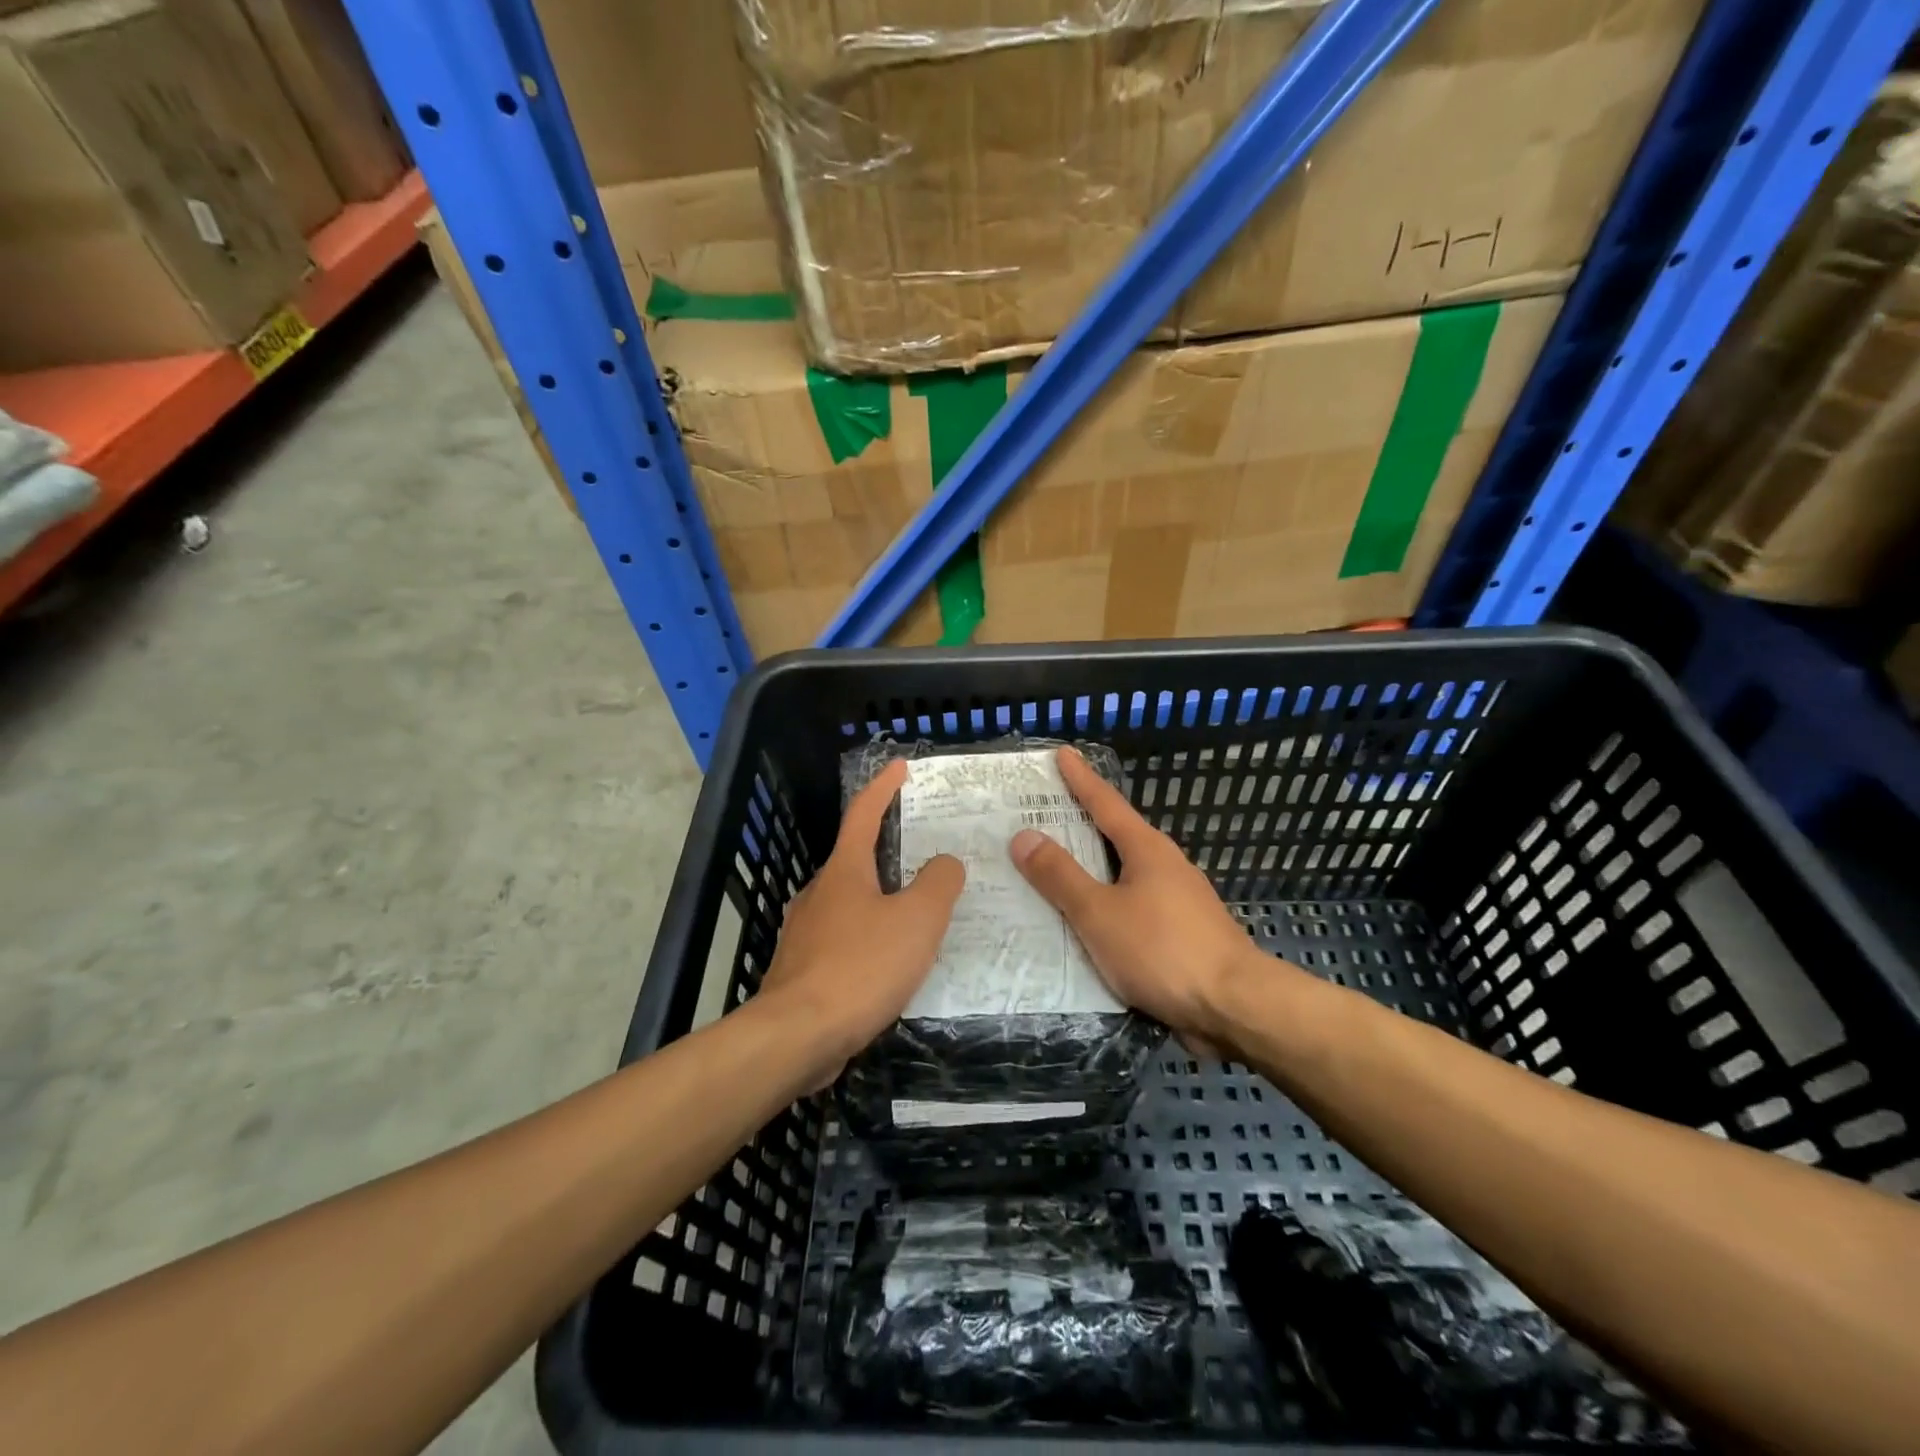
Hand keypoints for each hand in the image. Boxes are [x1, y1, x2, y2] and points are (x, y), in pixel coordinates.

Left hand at [758, 759, 965, 1079]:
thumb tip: (945, 863)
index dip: (883, 787)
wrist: (797, 1037)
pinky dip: (870, 936)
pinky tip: (891, 962)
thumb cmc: (861, 967)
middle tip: (926, 852)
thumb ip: (938, 884)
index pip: (864, 814)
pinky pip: (845, 939)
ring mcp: (806, 932)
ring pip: (851, 902)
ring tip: (918, 912)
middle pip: (856, 858)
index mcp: (844, 871)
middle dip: (888, 850)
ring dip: (882, 898)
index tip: (900, 766)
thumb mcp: (917, 920)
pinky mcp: (803, 969)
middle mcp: (820, 893)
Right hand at [1010, 747, 1272, 1057]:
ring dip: (1093, 867)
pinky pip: (1134, 905)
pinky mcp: (1183, 933)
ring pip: (1125, 873)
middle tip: (1044, 813)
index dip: (1081, 779)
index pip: (1106, 803)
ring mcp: (1179, 900)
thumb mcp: (1099, 912)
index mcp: (1146, 850)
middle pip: (1117, 834)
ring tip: (1056, 870)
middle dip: (1082, 823)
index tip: (1063, 753)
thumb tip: (1024, 835)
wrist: (1234, 1006)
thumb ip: (1060, 876)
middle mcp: (1165, 866)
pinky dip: (1108, 902)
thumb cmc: (1162, 950)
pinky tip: (1090, 922)